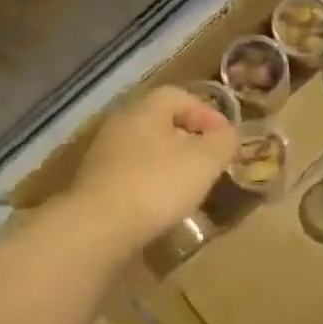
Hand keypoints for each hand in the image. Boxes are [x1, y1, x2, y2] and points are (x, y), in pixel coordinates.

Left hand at [64, 86, 236, 250]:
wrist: (98, 228)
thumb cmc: (157, 185)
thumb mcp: (205, 161)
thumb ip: (223, 141)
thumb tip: (227, 134)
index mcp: (146, 109)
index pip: (180, 96)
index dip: (207, 113)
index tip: (225, 138)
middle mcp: (120, 123)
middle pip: (161, 122)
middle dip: (190, 139)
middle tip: (210, 161)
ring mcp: (103, 154)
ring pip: (146, 149)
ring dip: (170, 163)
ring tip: (190, 186)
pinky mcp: (96, 184)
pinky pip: (132, 173)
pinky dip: (151, 182)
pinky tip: (162, 204)